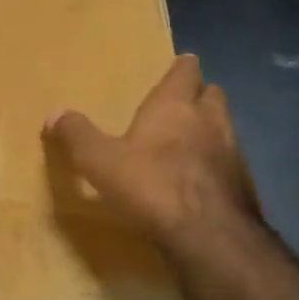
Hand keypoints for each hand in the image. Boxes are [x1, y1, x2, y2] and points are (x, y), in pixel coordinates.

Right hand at [44, 55, 260, 257]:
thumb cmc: (151, 185)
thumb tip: (54, 113)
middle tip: (182, 103)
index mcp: (174, 106)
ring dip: (210, 129)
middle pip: (212, 95)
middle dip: (199, 95)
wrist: (209, 235)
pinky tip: (200, 180)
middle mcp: (209, 120)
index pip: (186, 72)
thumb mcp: (99, 160)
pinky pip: (230, 163)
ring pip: (225, 128)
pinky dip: (217, 164)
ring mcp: (233, 152)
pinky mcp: (244, 184)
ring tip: (190, 142)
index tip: (180, 64)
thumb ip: (77, 134)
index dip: (182, 68)